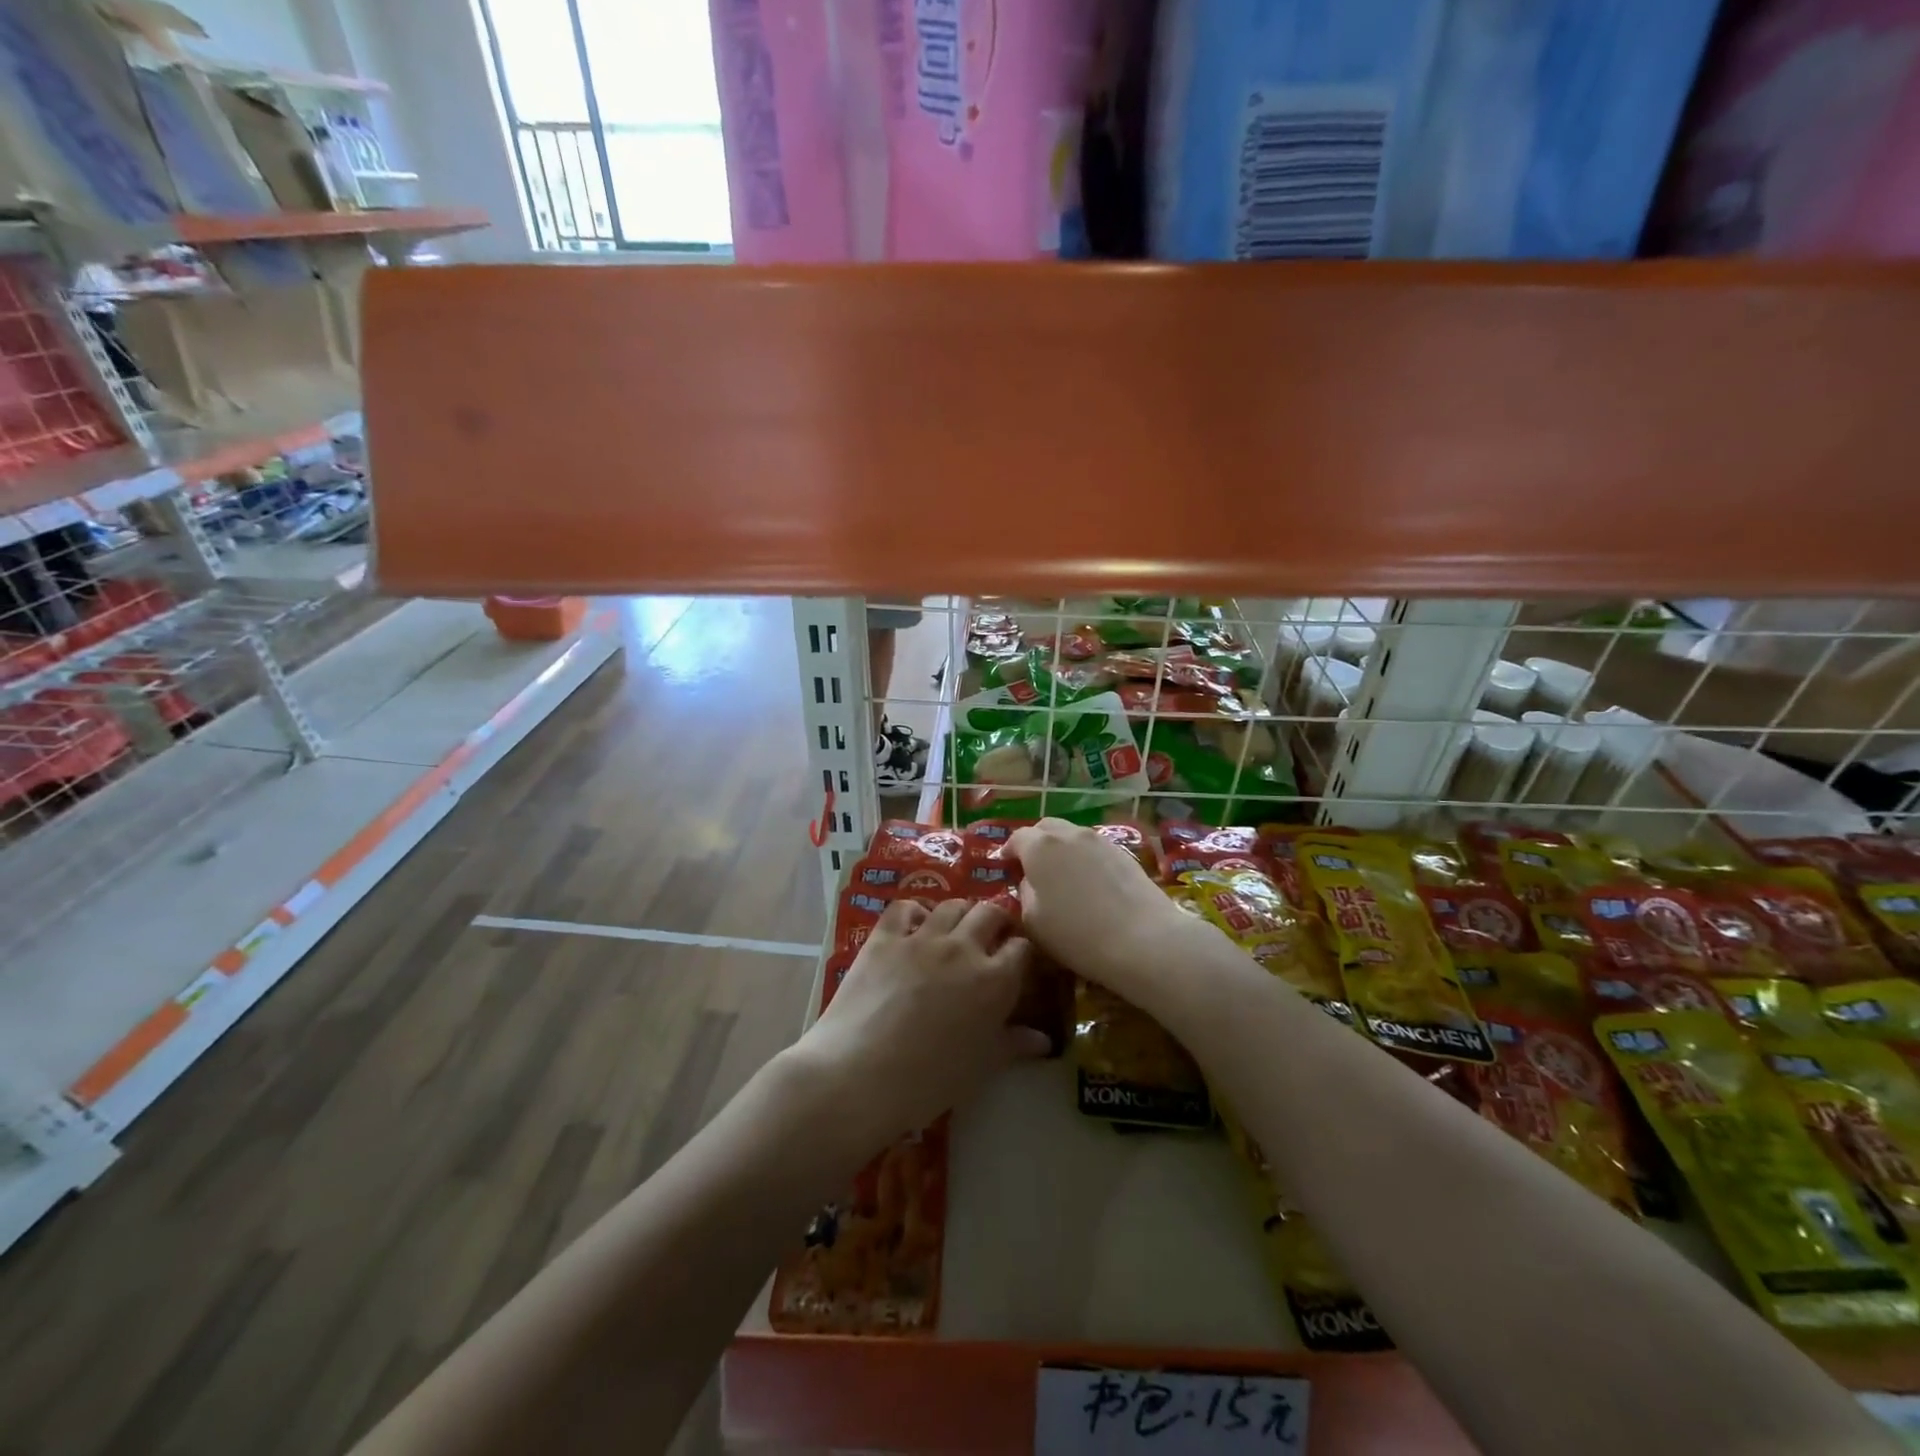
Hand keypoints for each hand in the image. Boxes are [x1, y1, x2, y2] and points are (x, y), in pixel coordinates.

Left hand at [793, 898, 1048, 1148]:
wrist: (860, 1074)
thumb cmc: (928, 1080)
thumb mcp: (979, 1067)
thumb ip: (1012, 1045)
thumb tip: (1044, 1040)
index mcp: (994, 981)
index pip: (1022, 948)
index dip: (1021, 952)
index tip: (1017, 962)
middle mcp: (963, 948)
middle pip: (990, 913)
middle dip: (996, 921)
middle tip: (990, 937)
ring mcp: (922, 938)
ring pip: (951, 905)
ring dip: (960, 913)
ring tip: (955, 929)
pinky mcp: (884, 937)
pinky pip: (905, 908)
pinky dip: (914, 912)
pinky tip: (914, 926)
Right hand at [1007, 818, 1196, 999]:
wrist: (1143, 939)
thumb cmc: (1077, 934)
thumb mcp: (1033, 920)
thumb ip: (1025, 892)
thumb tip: (1031, 881)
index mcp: (1040, 846)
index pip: (1017, 838)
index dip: (1008, 851)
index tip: (1006, 867)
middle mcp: (1069, 833)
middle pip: (1045, 828)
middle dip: (1034, 843)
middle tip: (1032, 868)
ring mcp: (1099, 840)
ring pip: (1071, 835)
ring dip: (1060, 849)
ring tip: (1061, 876)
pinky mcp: (1123, 852)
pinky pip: (1093, 847)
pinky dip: (1083, 857)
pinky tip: (1088, 882)